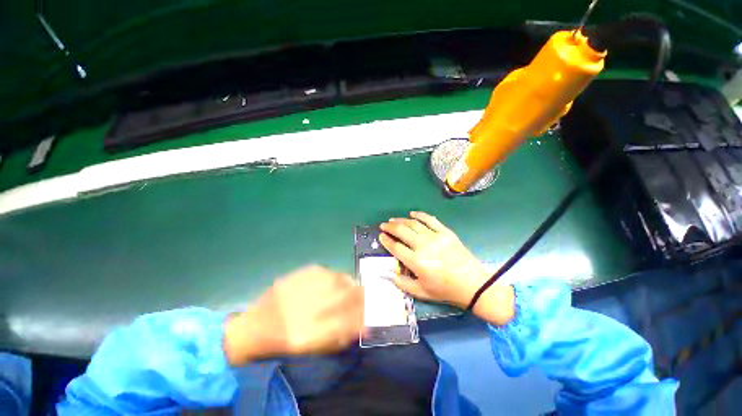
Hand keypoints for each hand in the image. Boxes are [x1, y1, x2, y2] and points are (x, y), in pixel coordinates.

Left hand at [224, 266, 363, 364]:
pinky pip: (324, 271)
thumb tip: (364, 324)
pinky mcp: (295, 275)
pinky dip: (334, 275)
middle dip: (360, 294)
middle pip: (344, 296)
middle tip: (365, 294)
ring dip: (349, 283)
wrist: (254, 326)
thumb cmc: (284, 342)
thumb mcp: (311, 348)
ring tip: (352, 286)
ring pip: (336, 280)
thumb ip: (340, 336)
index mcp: (308, 334)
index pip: (347, 320)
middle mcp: (305, 309)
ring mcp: (300, 288)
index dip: (362, 314)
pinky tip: (334, 279)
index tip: (371, 311)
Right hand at [379, 211, 514, 324]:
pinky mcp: (446, 232)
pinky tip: (412, 213)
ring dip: (401, 220)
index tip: (380, 236)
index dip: (386, 240)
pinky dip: (420, 215)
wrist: (473, 284)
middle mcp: (423, 246)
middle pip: (402, 231)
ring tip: (393, 219)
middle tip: (383, 225)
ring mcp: (435, 237)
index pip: (395, 247)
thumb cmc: (445, 290)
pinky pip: (430, 219)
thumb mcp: (421, 292)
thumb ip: (402, 283)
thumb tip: (389, 273)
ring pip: (413, 224)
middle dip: (390, 227)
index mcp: (416, 262)